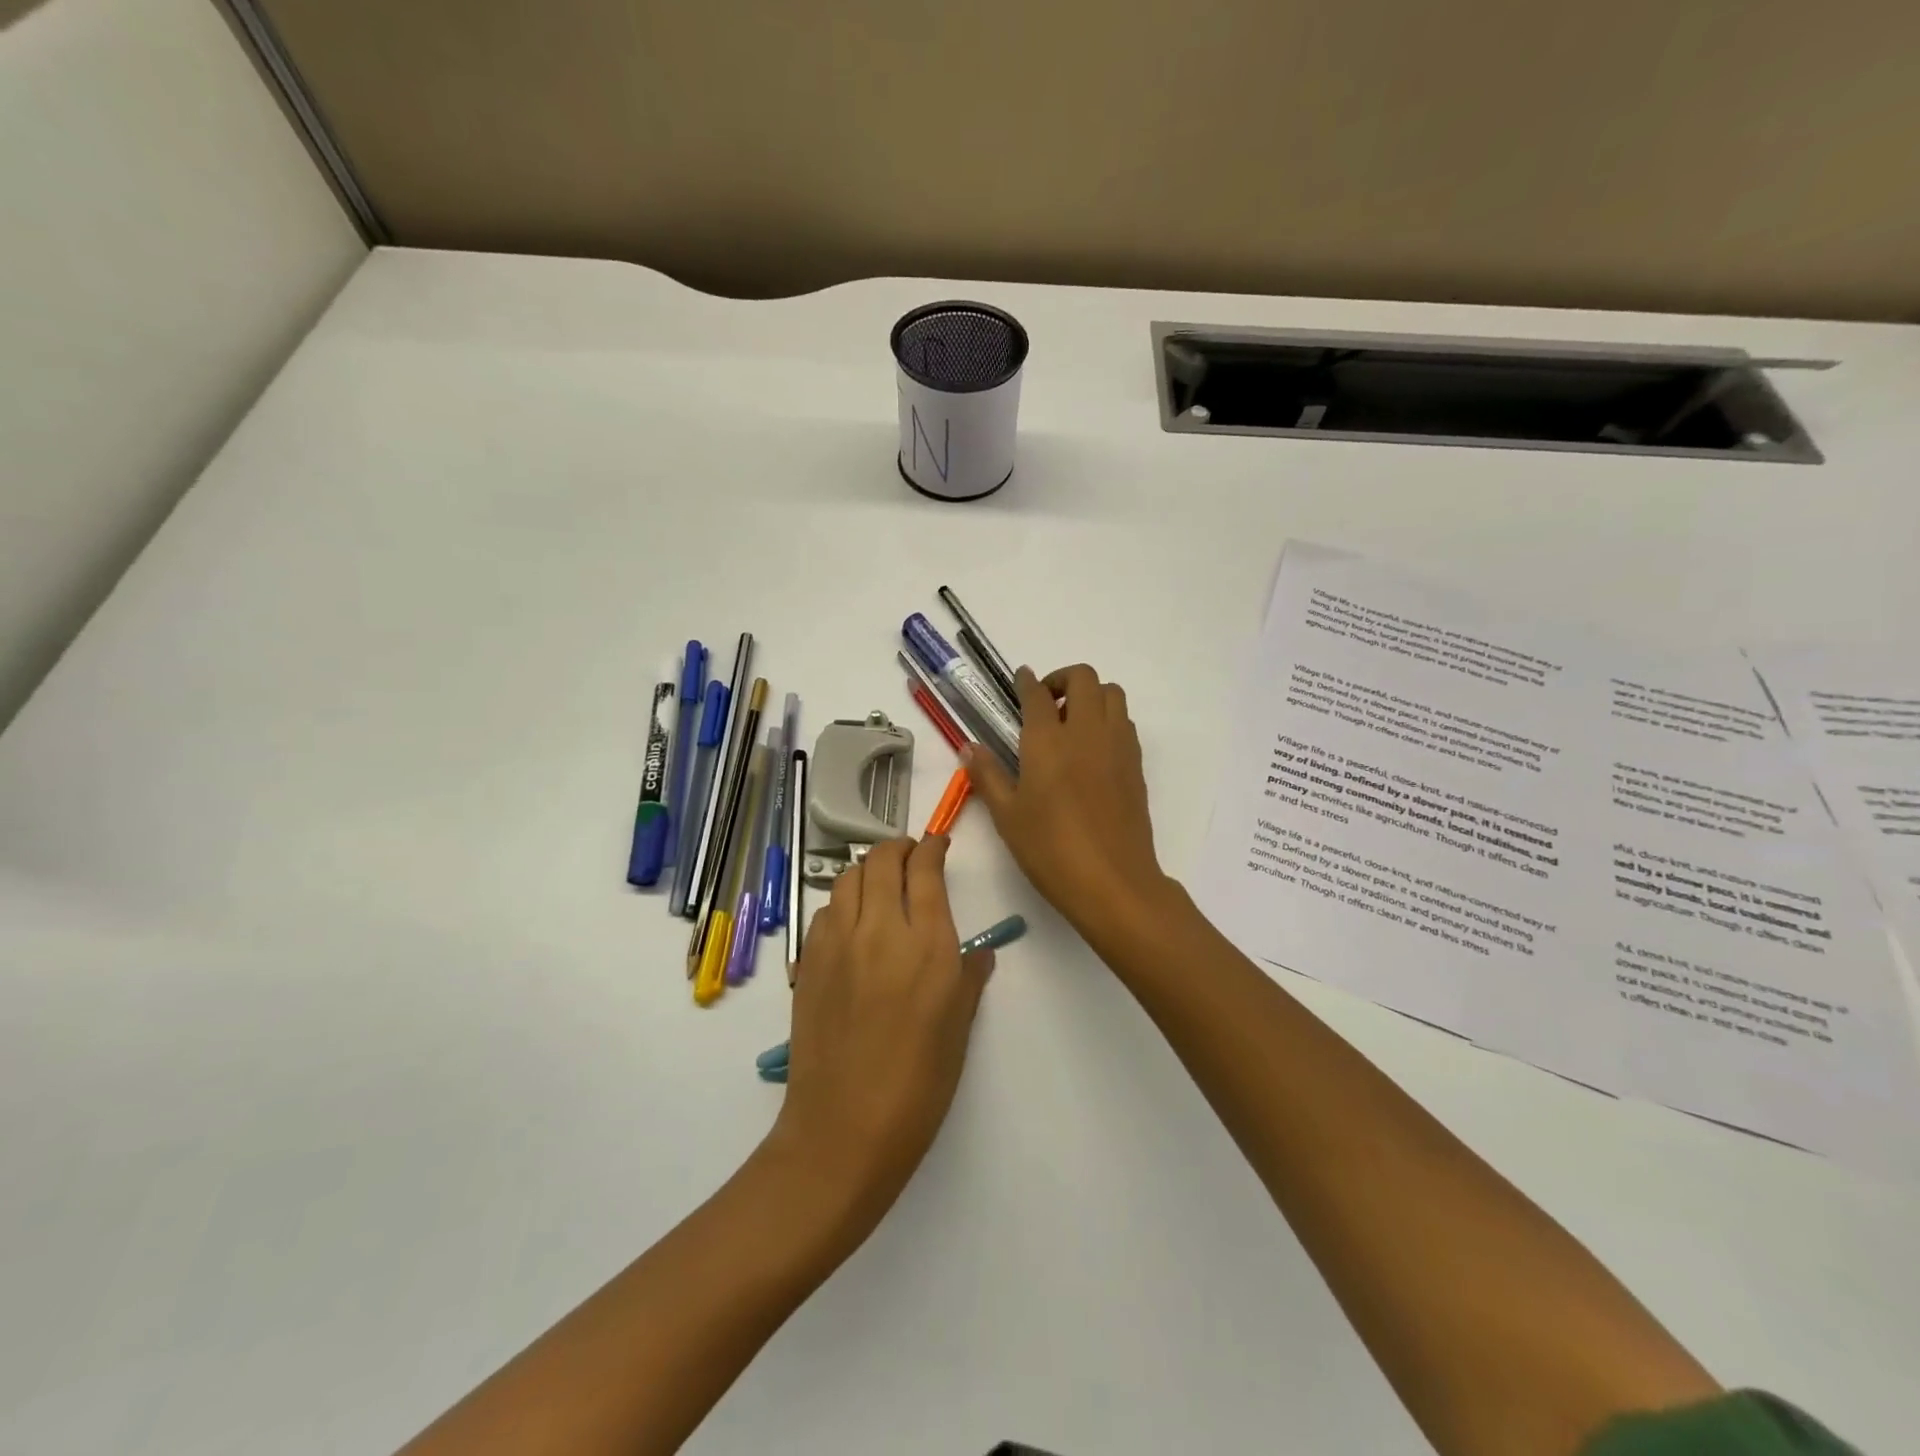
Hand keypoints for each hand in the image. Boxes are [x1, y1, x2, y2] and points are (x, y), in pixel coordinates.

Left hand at [770, 836, 992, 1228]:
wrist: (845, 1129)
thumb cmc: (918, 1085)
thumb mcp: (959, 1028)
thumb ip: (969, 977)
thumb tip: (978, 952)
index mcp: (927, 945)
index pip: (925, 869)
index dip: (932, 847)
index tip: (938, 843)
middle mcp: (881, 930)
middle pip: (881, 860)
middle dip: (898, 848)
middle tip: (910, 857)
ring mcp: (837, 944)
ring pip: (847, 878)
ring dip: (867, 870)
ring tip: (881, 885)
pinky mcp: (808, 963)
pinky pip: (825, 912)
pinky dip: (842, 903)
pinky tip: (852, 926)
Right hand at [965, 665, 1170, 935]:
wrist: (1113, 882)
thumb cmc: (1050, 849)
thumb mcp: (1007, 815)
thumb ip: (988, 775)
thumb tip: (969, 747)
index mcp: (1048, 740)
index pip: (1037, 693)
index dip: (1027, 681)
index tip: (1020, 680)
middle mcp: (1086, 731)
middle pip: (1083, 678)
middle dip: (1062, 679)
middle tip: (1045, 703)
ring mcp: (1117, 746)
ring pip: (1112, 694)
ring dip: (1091, 695)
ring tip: (1071, 722)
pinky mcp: (1135, 765)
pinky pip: (1125, 722)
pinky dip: (1108, 718)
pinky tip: (1092, 749)